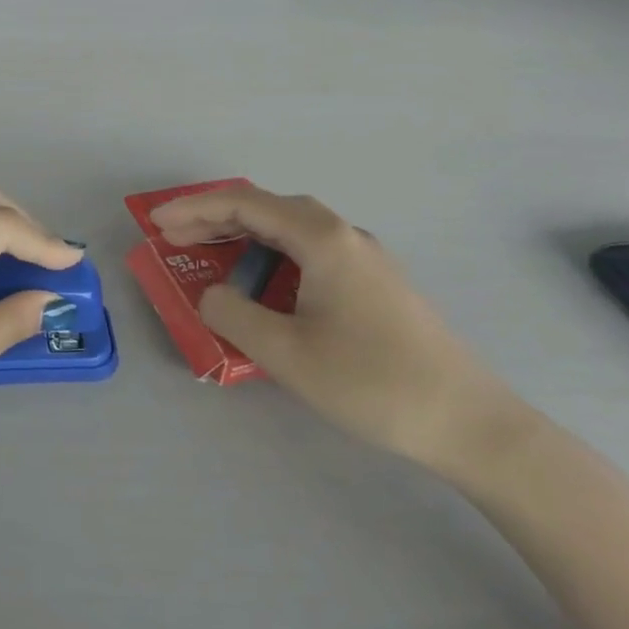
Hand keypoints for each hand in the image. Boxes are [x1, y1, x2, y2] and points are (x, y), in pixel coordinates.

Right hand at [150, 185, 516, 472]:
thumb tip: (212, 293)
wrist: (471, 424)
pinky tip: (263, 288)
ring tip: (208, 260)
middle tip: (173, 241)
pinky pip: (308, 253)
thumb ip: (233, 314)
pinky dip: (270, 257)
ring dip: (242, 238)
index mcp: (321, 238)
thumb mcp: (286, 353)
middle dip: (213, 220)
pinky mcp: (375, 283)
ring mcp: (364, 257)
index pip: (243, 204)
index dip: (193, 209)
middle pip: (266, 209)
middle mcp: (343, 235)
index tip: (157, 225)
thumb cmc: (372, 382)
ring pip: (289, 230)